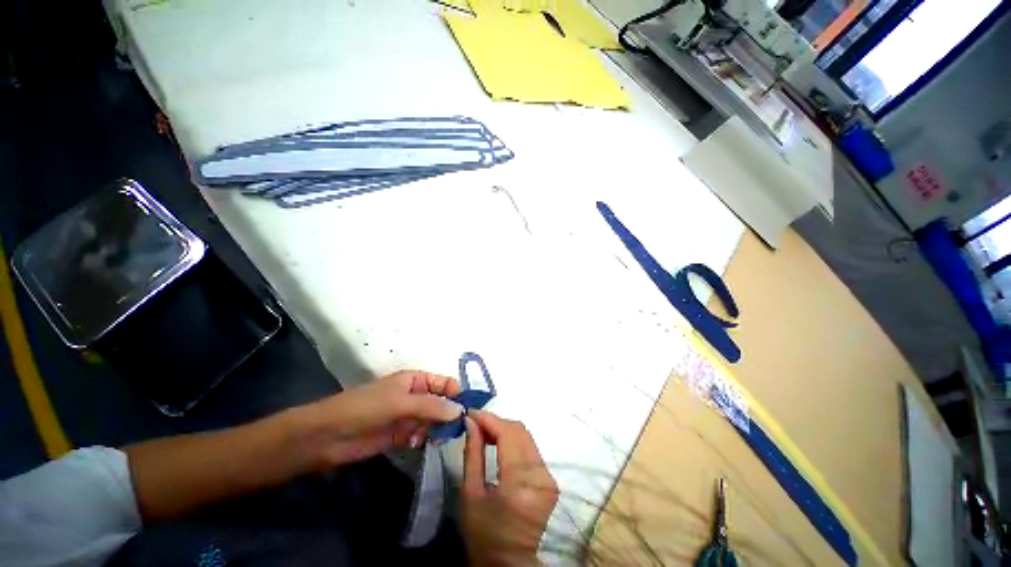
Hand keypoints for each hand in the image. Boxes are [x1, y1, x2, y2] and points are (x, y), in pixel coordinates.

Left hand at [294, 370, 463, 469]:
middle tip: (460, 428)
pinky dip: (424, 439)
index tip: (471, 409)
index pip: (445, 383)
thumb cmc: (365, 408)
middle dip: (451, 413)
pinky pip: (421, 435)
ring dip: (438, 428)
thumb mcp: (400, 402)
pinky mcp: (400, 436)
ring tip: (439, 437)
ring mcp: (408, 416)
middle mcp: (416, 396)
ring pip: (433, 420)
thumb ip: (431, 406)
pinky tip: (417, 443)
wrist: (327, 436)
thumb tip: (460, 410)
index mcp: (416, 380)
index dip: (458, 393)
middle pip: (442, 402)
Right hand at [462, 410, 558, 565]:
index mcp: (520, 482)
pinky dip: (513, 441)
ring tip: (484, 433)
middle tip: (476, 423)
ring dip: (505, 430)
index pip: (508, 433)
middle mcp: (540, 475)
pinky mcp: (549, 479)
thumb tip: (471, 422)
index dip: (489, 419)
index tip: (471, 413)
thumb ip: (472, 453)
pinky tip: (499, 443)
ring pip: (526, 437)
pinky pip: (530, 448)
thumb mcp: (471, 495)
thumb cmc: (484, 537)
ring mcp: (548, 477)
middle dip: (497, 422)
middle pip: (520, 431)